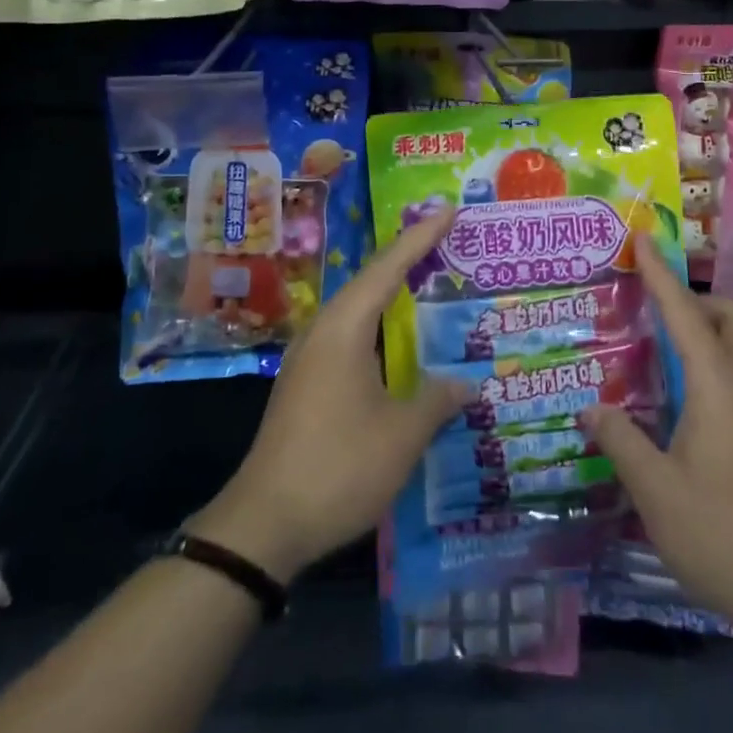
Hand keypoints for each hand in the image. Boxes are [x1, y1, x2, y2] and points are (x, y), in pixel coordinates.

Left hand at [187, 208, 466, 582]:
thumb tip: (468, 384)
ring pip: (357, 309)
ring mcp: (309, 357)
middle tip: (447, 240)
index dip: (421, 237)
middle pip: (370, 281)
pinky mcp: (305, 382)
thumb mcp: (402, 435)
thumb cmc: (338, 466)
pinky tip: (397, 342)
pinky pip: (348, 335)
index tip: (448, 209)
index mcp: (345, 328)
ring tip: (428, 281)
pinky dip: (378, 325)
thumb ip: (437, 401)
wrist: (263, 523)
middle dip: (408, 258)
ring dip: (391, 293)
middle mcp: (323, 331)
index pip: (389, 267)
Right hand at [580, 240, 732, 639]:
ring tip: (659, 350)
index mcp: (718, 387)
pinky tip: (679, 403)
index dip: (660, 275)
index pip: (684, 314)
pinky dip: (710, 366)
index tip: (643, 240)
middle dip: (696, 300)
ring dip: (705, 333)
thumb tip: (591, 408)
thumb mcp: (655, 490)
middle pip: (731, 320)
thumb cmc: (722, 533)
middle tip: (654, 310)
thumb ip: (621, 440)